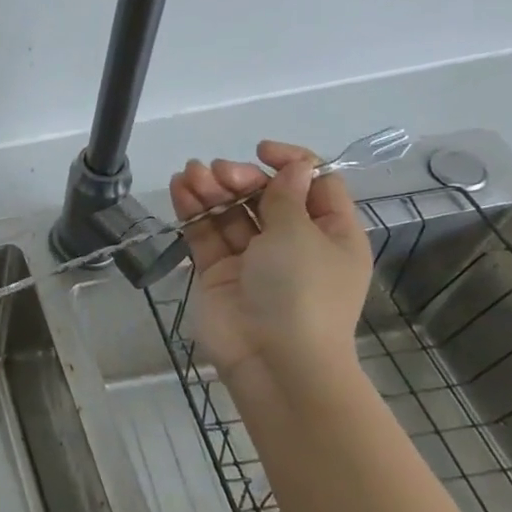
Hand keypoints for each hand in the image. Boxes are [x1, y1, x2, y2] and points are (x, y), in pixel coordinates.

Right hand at [168, 140, 372, 377]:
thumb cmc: (302, 291)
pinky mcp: (218, 272)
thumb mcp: (302, 234)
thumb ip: (286, 195)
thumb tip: (293, 166)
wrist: (273, 358)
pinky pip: (206, 234)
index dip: (291, 163)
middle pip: (266, 196)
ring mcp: (253, 259)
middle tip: (219, 173)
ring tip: (190, 174)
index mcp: (331, 234)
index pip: (314, 185)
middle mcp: (293, 243)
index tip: (262, 152)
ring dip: (212, 189)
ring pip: (231, 213)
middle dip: (241, 178)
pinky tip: (179, 188)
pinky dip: (193, 211)